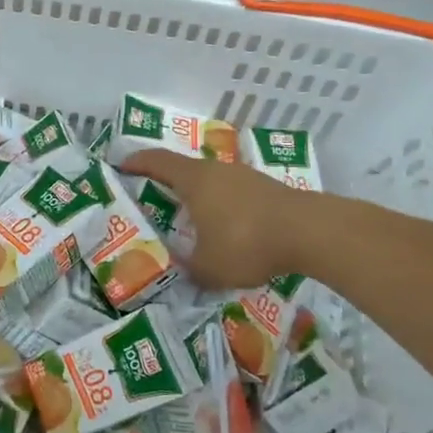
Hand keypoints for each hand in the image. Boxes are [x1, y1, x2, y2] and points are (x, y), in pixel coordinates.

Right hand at [120, 149, 312, 289]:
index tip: (121, 165)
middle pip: (183, 169)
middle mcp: (216, 171)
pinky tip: (224, 228)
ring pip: (211, 181)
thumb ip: (187, 269)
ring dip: (196, 195)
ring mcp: (245, 177)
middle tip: (151, 196)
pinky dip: (220, 205)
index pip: (157, 161)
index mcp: (194, 180)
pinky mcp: (267, 189)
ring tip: (188, 217)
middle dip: (165, 181)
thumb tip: (178, 271)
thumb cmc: (247, 242)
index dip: (136, 163)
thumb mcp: (207, 267)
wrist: (311, 233)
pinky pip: (232, 193)